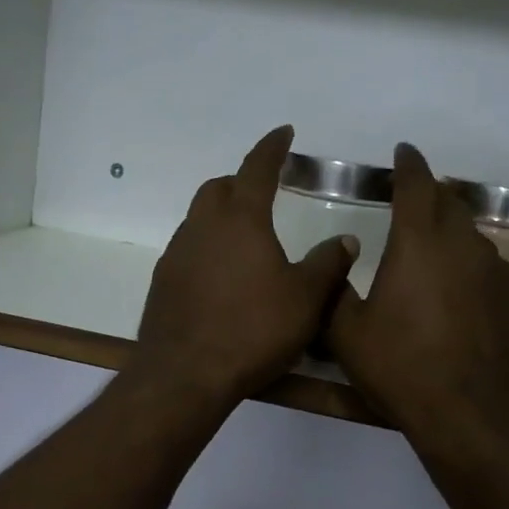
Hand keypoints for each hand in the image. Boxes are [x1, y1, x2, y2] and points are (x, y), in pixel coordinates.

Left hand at [133, 126, 357, 407]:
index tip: (284, 134)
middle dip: (241, 182)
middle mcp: (202, 228)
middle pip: (218, 189)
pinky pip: (187, 251)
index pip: (257, 168)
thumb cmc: (253, 330)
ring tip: (245, 238)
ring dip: (220, 217)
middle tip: (262, 191)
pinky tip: (221, 276)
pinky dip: (207, 248)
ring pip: (198, 220)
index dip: (272, 147)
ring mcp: (176, 255)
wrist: (185, 374)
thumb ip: (328, 264)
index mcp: (240, 220)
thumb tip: (345, 239)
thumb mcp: (306, 299)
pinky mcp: (162, 283)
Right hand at [329, 143, 508, 437]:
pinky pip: (486, 265)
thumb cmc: (399, 366)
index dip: (408, 164)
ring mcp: (494, 271)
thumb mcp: (346, 332)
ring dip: (450, 229)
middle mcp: (462, 245)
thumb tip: (341, 257)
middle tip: (411, 199)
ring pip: (470, 234)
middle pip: (449, 202)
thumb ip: (336, 288)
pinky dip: (467, 262)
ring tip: (431, 245)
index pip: (416, 185)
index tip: (403, 152)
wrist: (469, 412)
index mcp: (418, 243)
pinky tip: (456, 288)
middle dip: (429, 193)